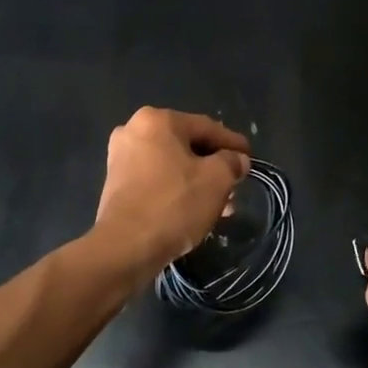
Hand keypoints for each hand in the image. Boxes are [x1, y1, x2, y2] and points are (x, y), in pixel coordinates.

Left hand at [93, 108, 251, 276]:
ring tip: (222, 204)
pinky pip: (156, 178)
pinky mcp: (116, 183)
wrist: (125, 247)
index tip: (251, 158)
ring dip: (198, 180)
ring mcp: (121, 157)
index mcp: (157, 120)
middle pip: (187, 144)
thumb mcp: (216, 180)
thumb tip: (237, 159)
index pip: (206, 127)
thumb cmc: (174, 204)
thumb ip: (232, 162)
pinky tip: (196, 209)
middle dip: (214, 166)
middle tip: (236, 184)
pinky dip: (177, 189)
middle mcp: (133, 130)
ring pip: (172, 164)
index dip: (233, 143)